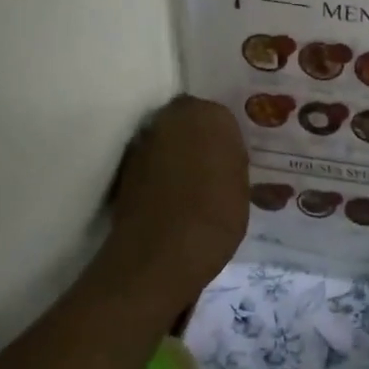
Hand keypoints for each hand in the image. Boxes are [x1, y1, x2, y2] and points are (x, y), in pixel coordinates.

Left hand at [101, 96, 247, 307]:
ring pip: (168, 142)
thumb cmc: (217, 215)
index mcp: (210, 115)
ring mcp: (143, 143)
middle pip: (189, 122)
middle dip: (199, 139)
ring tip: (197, 188)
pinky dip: (162, 176)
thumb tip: (230, 158)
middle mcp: (171, 118)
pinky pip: (152, 165)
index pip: (221, 115)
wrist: (162, 254)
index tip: (235, 158)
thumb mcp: (244, 188)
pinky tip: (176, 200)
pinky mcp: (124, 170)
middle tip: (217, 168)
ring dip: (179, 156)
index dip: (227, 137)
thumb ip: (235, 163)